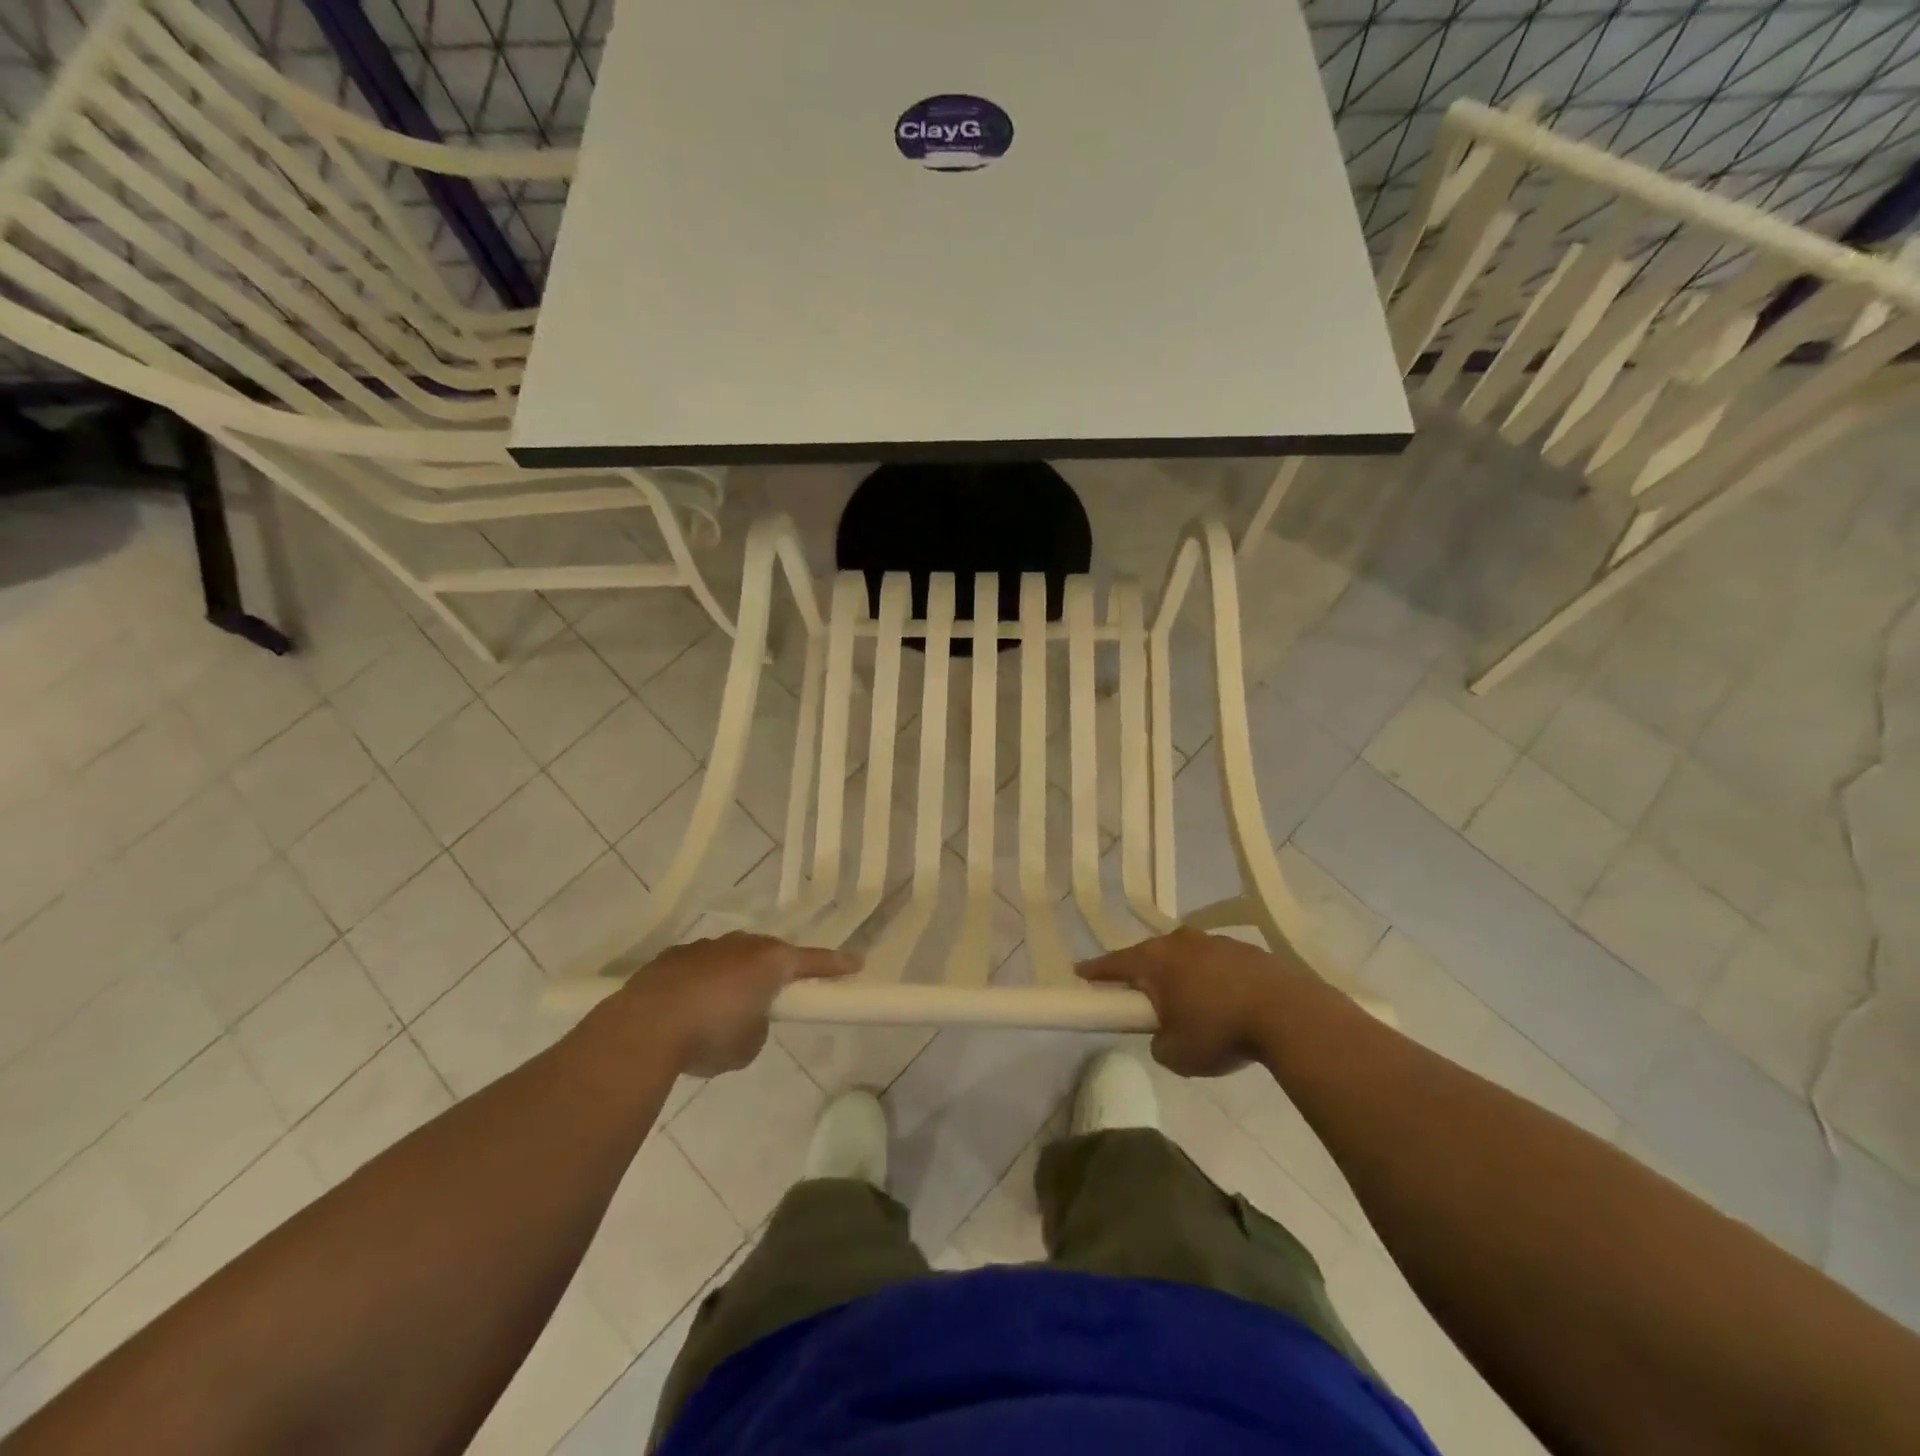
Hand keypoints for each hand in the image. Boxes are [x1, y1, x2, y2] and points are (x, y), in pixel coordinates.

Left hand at [614, 932, 858, 1075]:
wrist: (643, 1027)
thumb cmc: (710, 1035)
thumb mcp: (749, 1045)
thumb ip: (758, 1028)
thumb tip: (745, 1019)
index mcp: (770, 962)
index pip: (813, 961)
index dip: (836, 965)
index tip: (857, 963)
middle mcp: (741, 945)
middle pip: (769, 954)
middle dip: (774, 971)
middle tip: (775, 994)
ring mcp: (704, 947)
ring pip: (730, 958)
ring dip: (733, 977)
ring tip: (721, 1010)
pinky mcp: (672, 958)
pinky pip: (698, 968)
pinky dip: (701, 984)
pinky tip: (687, 1009)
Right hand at [1078, 928, 1317, 1077]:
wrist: (1289, 1015)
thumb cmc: (1221, 1031)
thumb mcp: (1177, 1054)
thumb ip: (1159, 1043)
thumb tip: (1166, 1035)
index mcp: (1155, 961)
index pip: (1114, 964)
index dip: (1095, 972)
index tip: (1079, 974)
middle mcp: (1180, 942)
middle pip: (1150, 955)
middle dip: (1142, 974)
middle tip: (1139, 996)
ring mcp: (1215, 942)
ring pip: (1185, 957)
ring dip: (1181, 976)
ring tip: (1189, 1005)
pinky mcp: (1246, 951)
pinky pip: (1216, 963)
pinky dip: (1212, 979)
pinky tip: (1225, 1003)